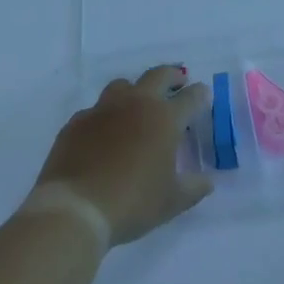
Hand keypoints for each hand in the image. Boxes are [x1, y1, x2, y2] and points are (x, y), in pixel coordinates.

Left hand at [33, 65, 213, 244]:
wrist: (76, 208)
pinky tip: (104, 134)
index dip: (201, 95)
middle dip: (172, 76)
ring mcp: (103, 109)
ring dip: (135, 91)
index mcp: (165, 118)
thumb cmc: (132, 202)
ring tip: (138, 105)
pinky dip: (106, 116)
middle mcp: (136, 103)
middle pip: (158, 75)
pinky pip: (95, 110)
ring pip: (123, 85)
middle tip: (178, 83)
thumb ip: (194, 187)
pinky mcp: (77, 121)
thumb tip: (207, 180)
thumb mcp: (172, 201)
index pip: (191, 97)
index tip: (204, 95)